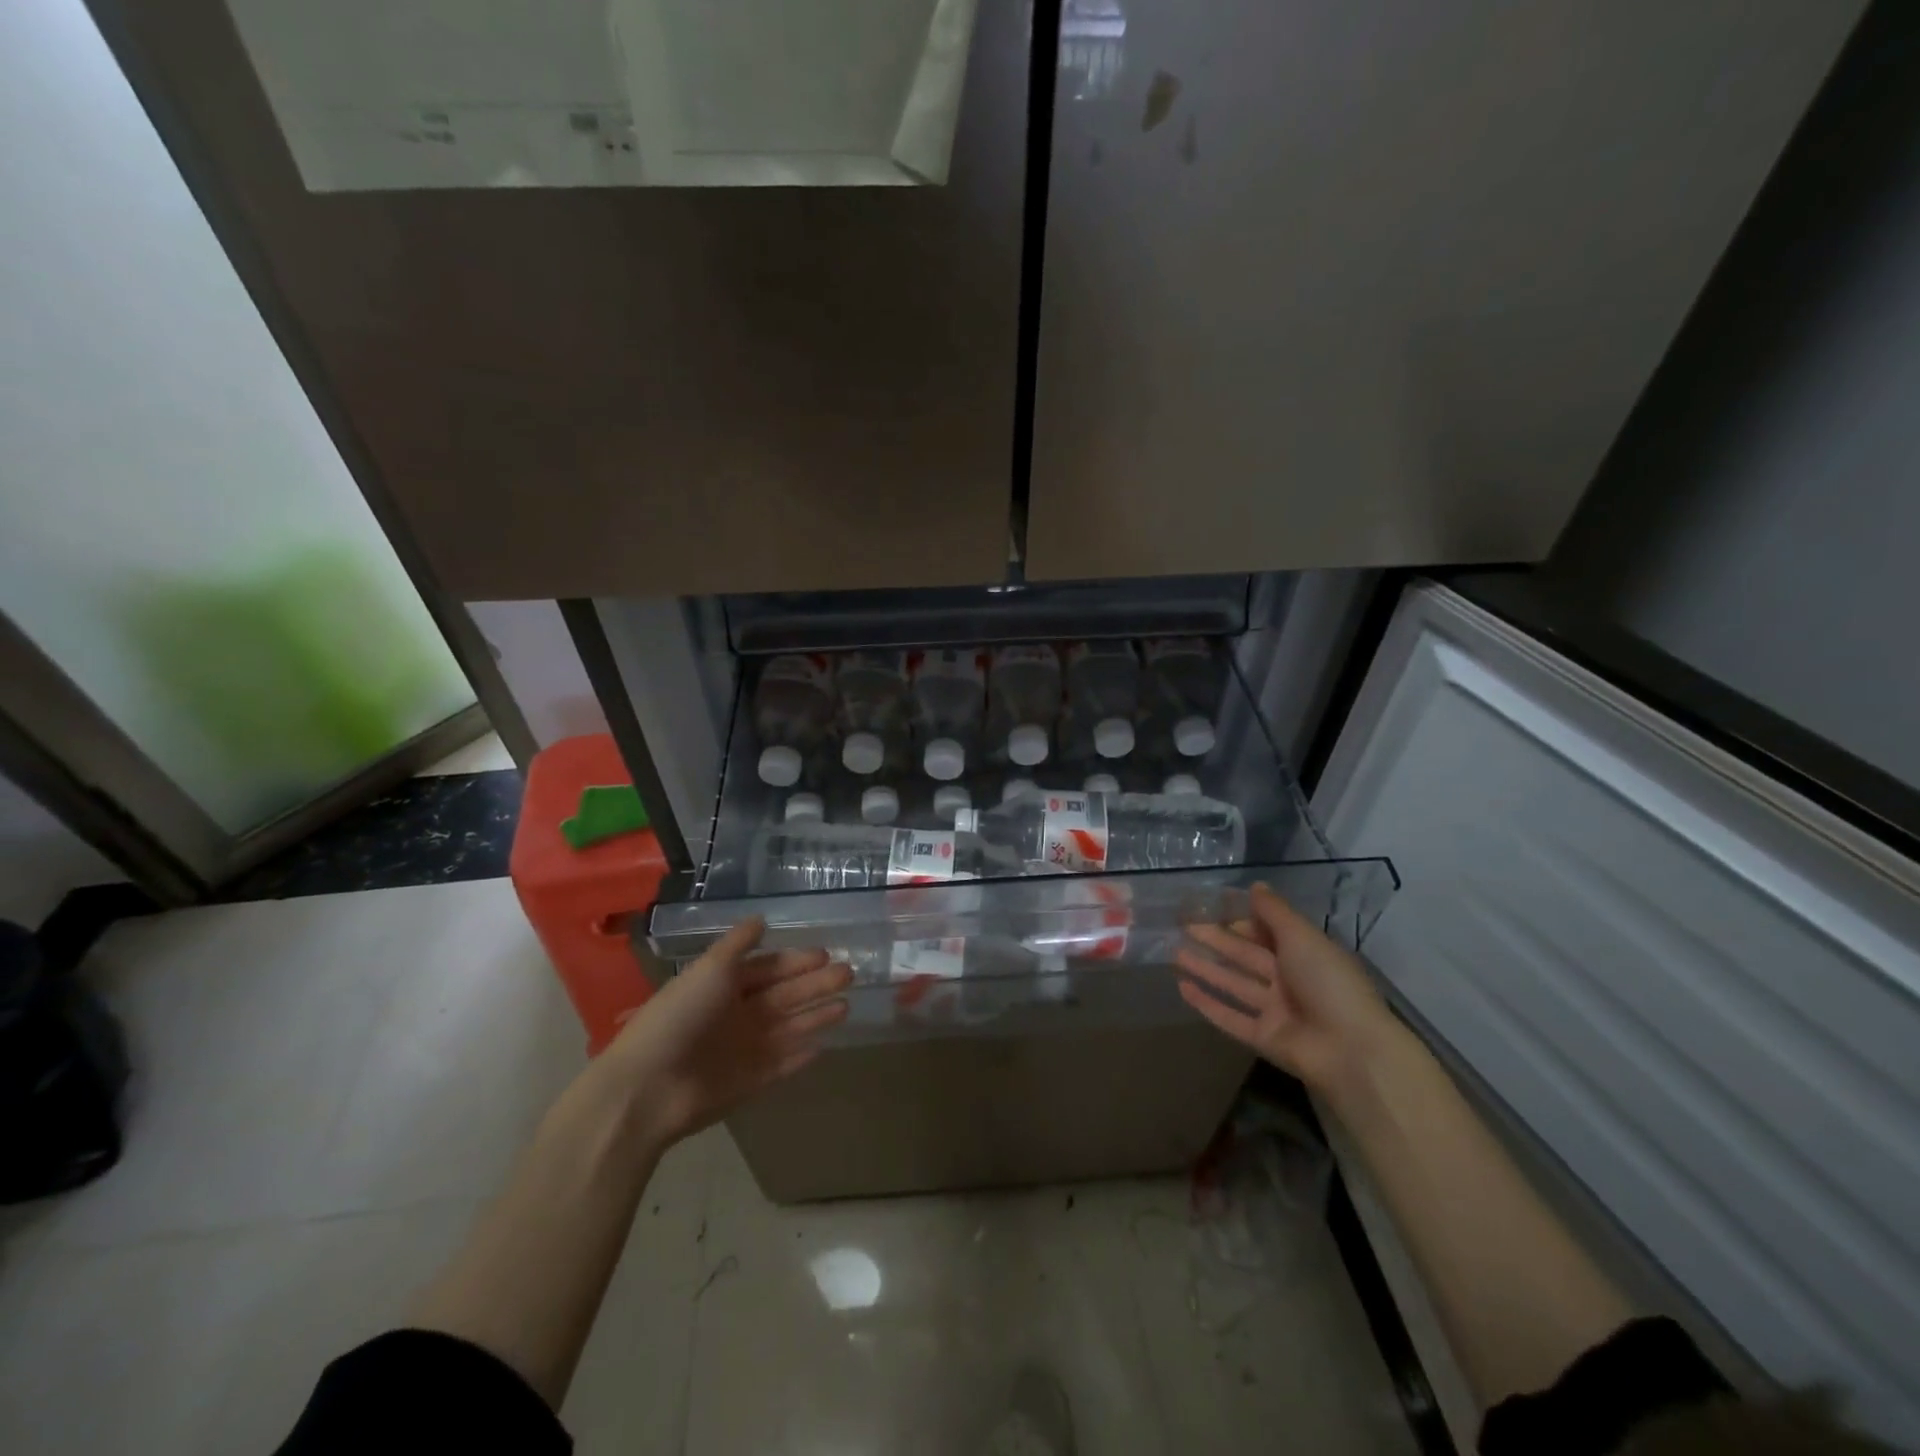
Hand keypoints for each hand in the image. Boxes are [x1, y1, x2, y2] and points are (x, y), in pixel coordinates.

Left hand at [598, 916, 850, 1150]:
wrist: (648, 1088)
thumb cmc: (680, 1018)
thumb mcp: (709, 969)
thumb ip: (738, 944)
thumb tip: (761, 919)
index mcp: (724, 987)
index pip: (767, 969)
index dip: (795, 961)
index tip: (826, 954)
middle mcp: (736, 1015)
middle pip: (784, 996)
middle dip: (815, 985)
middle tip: (849, 974)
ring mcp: (744, 1051)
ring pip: (789, 1029)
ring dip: (816, 1017)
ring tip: (846, 1005)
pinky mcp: (749, 1084)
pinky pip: (782, 1066)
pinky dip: (800, 1056)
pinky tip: (823, 1047)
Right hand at [1176, 881, 1397, 1096]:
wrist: (1350, 1050)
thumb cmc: (1328, 983)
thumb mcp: (1303, 936)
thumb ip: (1275, 912)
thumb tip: (1255, 885)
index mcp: (1305, 954)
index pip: (1268, 932)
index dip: (1243, 920)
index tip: (1212, 907)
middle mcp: (1289, 980)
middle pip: (1246, 957)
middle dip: (1217, 940)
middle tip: (1184, 926)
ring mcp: (1275, 1011)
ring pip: (1234, 984)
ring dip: (1206, 968)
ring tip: (1175, 952)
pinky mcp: (1262, 1037)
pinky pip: (1229, 1017)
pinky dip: (1206, 1003)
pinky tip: (1182, 987)